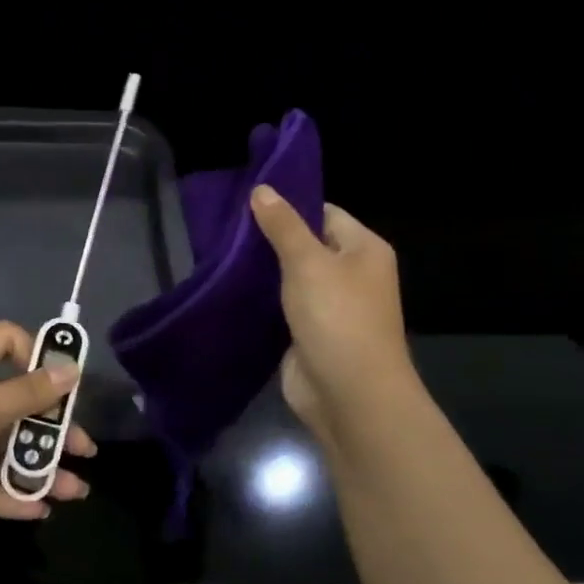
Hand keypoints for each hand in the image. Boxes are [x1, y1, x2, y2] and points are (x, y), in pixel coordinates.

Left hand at [0, 321, 95, 551]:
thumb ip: (27, 394)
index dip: (39, 359)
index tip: (67, 389)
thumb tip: (70, 371)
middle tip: (84, 451)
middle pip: (7, 403)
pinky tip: (35, 510)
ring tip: (72, 491)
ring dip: (32, 467)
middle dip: (47, 428)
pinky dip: (3, 493)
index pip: (5, 342)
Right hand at [250, 185, 419, 445]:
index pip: (324, 214)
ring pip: (291, 279)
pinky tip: (229, 290)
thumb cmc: (337, 318)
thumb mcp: (308, 262)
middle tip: (224, 229)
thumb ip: (283, 226)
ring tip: (219, 255)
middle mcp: (351, 275)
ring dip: (261, 273)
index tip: (247, 202)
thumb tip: (262, 189)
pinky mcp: (308, 334)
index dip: (289, 207)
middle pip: (306, 246)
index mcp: (364, 250)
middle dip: (269, 240)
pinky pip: (282, 308)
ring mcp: (330, 307)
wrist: (348, 394)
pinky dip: (260, 301)